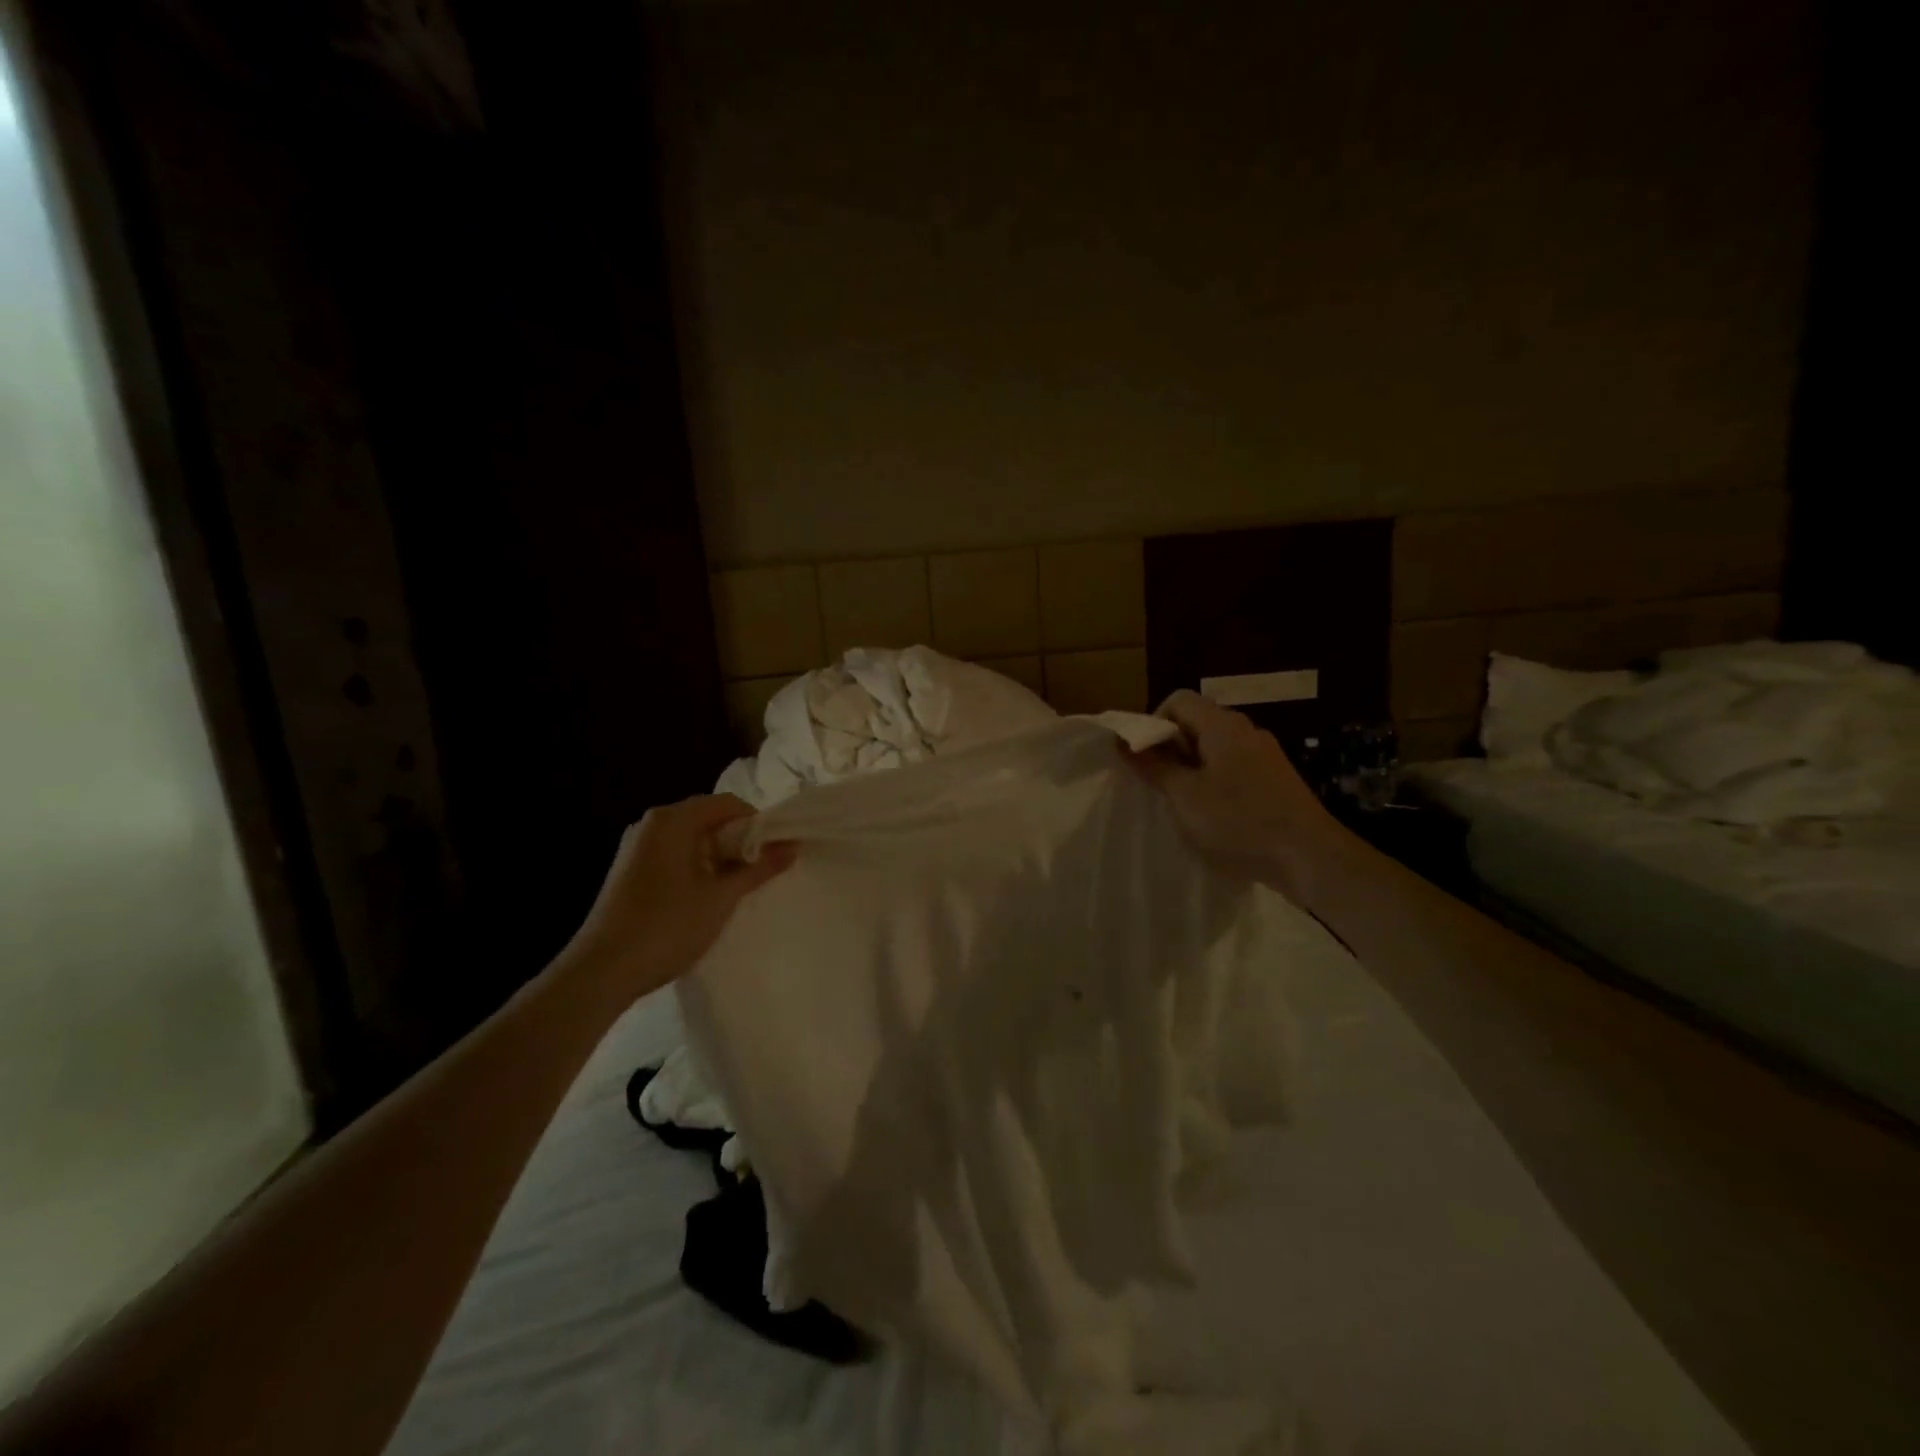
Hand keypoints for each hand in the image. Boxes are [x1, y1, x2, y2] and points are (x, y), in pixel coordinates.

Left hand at [570, 794, 796, 1001]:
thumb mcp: (721, 897)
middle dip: (739, 841)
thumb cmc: (667, 926)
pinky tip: (707, 898)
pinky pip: (674, 856)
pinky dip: (697, 868)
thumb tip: (793, 846)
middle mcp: (651, 824)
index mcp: (672, 820)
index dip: (757, 823)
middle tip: (761, 871)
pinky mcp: (629, 871)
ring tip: (738, 888)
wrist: (601, 972)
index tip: (775, 851)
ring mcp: (636, 848)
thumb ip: (759, 868)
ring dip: (719, 858)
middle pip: (709, 818)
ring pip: (692, 839)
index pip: (728, 803)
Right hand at [1131, 690, 1347, 904]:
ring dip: (1190, 769)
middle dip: (1170, 748)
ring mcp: (1265, 755)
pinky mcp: (1275, 780)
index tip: (1146, 759)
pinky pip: (1233, 767)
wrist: (1312, 859)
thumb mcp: (1186, 797)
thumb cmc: (1241, 822)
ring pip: (1214, 747)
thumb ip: (1154, 767)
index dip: (1153, 723)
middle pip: (1196, 722)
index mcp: (1223, 726)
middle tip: (1158, 784)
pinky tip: (1213, 815)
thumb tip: (1123, 741)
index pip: (1178, 700)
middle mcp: (1246, 731)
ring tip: (1182, 803)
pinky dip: (1213, 782)